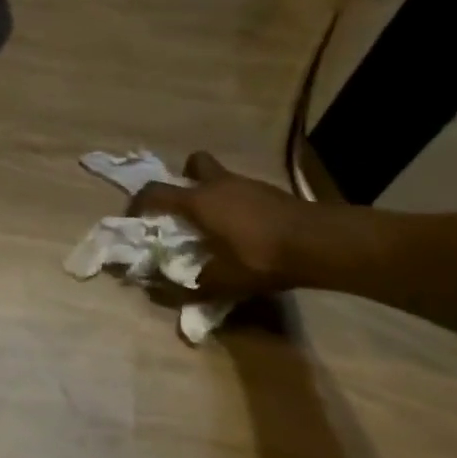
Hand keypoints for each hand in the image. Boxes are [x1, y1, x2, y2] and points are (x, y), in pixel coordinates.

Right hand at [130, 151, 311, 298]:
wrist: (321, 243)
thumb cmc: (263, 257)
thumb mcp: (224, 280)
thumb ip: (190, 286)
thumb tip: (158, 293)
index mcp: (199, 201)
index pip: (155, 192)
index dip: (139, 203)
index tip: (135, 218)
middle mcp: (218, 184)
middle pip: (193, 164)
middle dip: (185, 179)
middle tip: (187, 206)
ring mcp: (247, 184)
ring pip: (221, 177)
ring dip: (214, 194)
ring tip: (218, 225)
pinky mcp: (270, 191)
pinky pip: (242, 190)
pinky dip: (238, 204)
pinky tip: (248, 230)